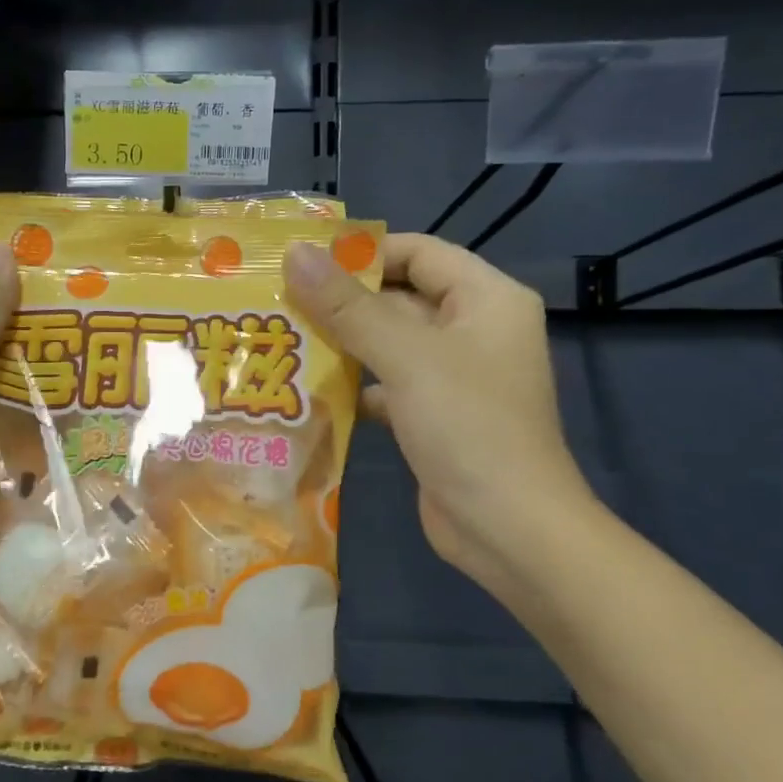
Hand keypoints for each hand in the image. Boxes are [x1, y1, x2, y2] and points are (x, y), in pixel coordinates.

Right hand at [285, 233, 594, 583]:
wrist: (507, 529)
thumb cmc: (468, 427)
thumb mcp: (406, 357)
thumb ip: (348, 306)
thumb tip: (295, 253)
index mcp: (486, 299)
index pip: (419, 252)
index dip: (363, 252)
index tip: (303, 261)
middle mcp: (473, 330)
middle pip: (399, 297)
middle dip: (341, 301)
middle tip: (276, 301)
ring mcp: (453, 377)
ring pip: (388, 343)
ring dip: (340, 343)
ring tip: (280, 338)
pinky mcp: (433, 416)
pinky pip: (386, 384)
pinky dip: (352, 385)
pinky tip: (307, 389)